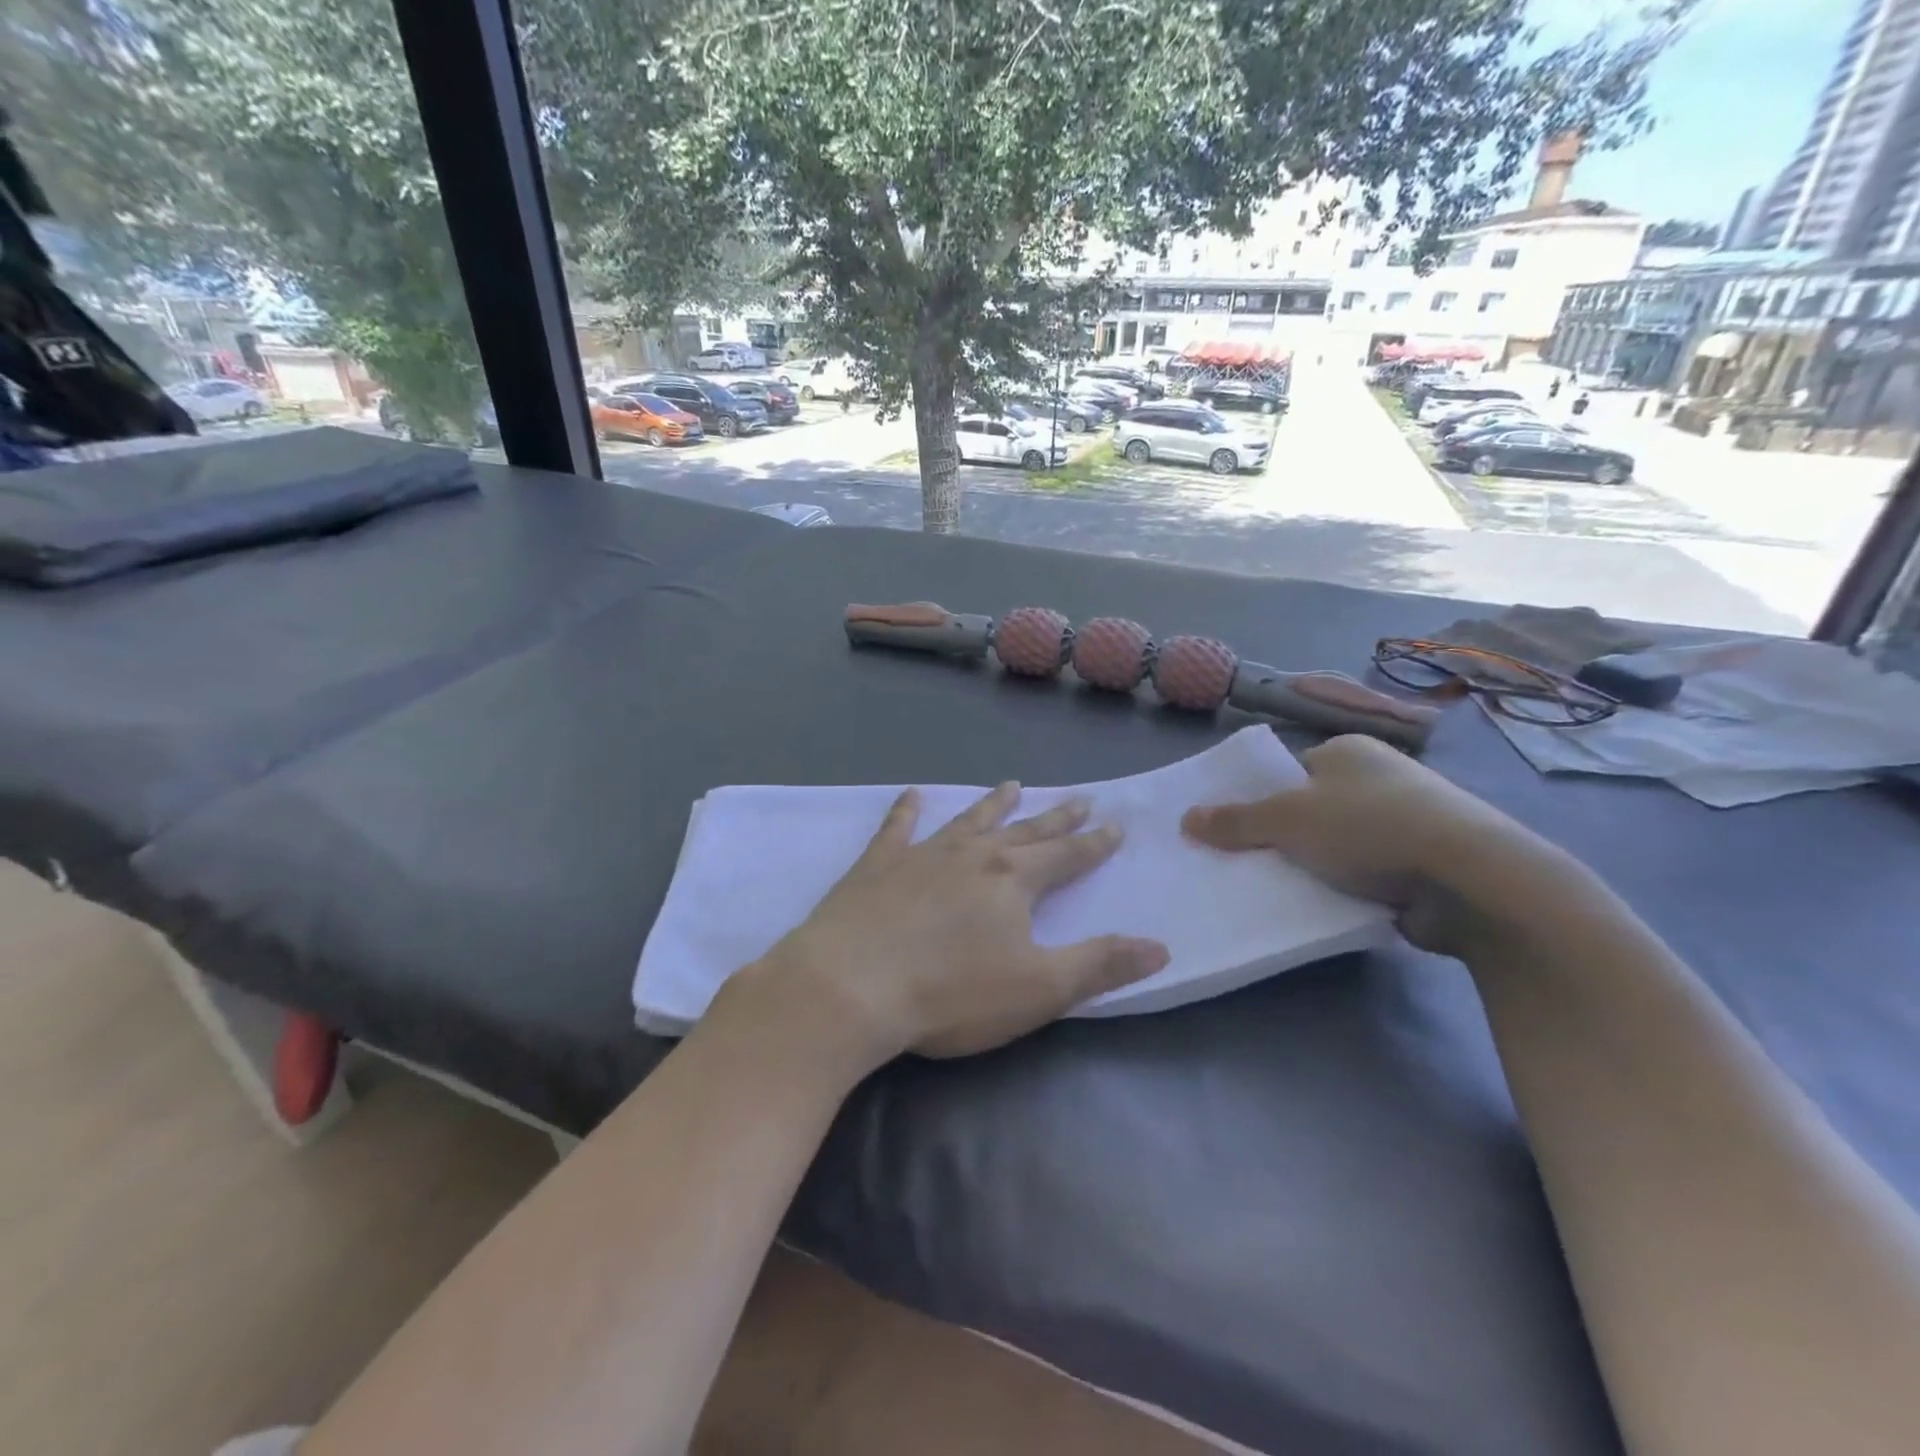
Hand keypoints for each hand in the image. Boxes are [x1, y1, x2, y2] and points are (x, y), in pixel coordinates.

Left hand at [729, 784, 1169, 1071]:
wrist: (849, 986)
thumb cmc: (950, 993)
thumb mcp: (1039, 989)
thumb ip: (1100, 964)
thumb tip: (1160, 946)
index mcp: (1013, 880)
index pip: (1066, 856)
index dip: (1093, 844)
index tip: (1114, 826)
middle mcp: (972, 855)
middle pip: (1024, 831)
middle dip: (1055, 818)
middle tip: (1078, 797)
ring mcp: (921, 855)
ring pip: (967, 820)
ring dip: (992, 805)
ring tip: (1011, 786)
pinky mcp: (877, 866)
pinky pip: (897, 828)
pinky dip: (907, 811)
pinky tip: (912, 795)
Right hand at [1181, 735, 1549, 953]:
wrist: (1468, 878)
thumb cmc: (1368, 827)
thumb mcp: (1287, 819)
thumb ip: (1235, 820)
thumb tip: (1186, 818)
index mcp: (1348, 751)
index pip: (1291, 771)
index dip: (1262, 799)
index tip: (1237, 831)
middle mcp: (1380, 778)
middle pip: (1313, 808)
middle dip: (1286, 837)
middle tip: (1251, 863)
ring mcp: (1408, 821)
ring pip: (1340, 844)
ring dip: (1318, 866)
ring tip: (1282, 889)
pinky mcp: (1425, 863)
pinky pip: (1368, 873)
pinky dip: (1349, 888)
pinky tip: (1325, 906)